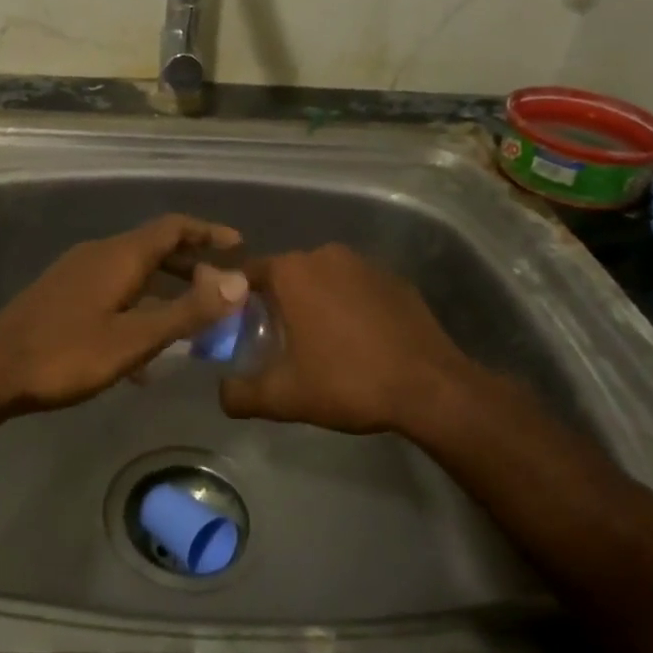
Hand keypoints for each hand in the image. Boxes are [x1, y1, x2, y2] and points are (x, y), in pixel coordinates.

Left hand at [0, 214, 248, 417]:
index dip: (209, 232)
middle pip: (155, 247)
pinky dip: (139, 306)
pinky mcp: (63, 294)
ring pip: (134, 271)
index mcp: (120, 255)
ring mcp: (78, 272)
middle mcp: (100, 253)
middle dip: (191, 263)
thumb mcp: (134, 338)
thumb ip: (187, 311)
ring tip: (191, 320)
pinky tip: (143, 352)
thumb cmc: (67, 354)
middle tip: (222, 288)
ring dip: (166, 288)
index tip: (239, 247)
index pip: (173, 227)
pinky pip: (114, 289)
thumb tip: (237, 282)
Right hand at [219, 243, 487, 435]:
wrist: (430, 387)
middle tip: (276, 341)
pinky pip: (356, 287)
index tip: (237, 328)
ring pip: (323, 279)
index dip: (236, 299)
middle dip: (277, 302)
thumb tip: (222, 392)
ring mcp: (365, 264)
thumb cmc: (347, 382)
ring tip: (319, 343)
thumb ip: (239, 394)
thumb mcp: (283, 397)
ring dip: (315, 302)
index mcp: (292, 272)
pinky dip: (349, 306)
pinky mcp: (395, 279)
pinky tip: (358, 340)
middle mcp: (325, 255)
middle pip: (286, 275)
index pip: (247, 274)